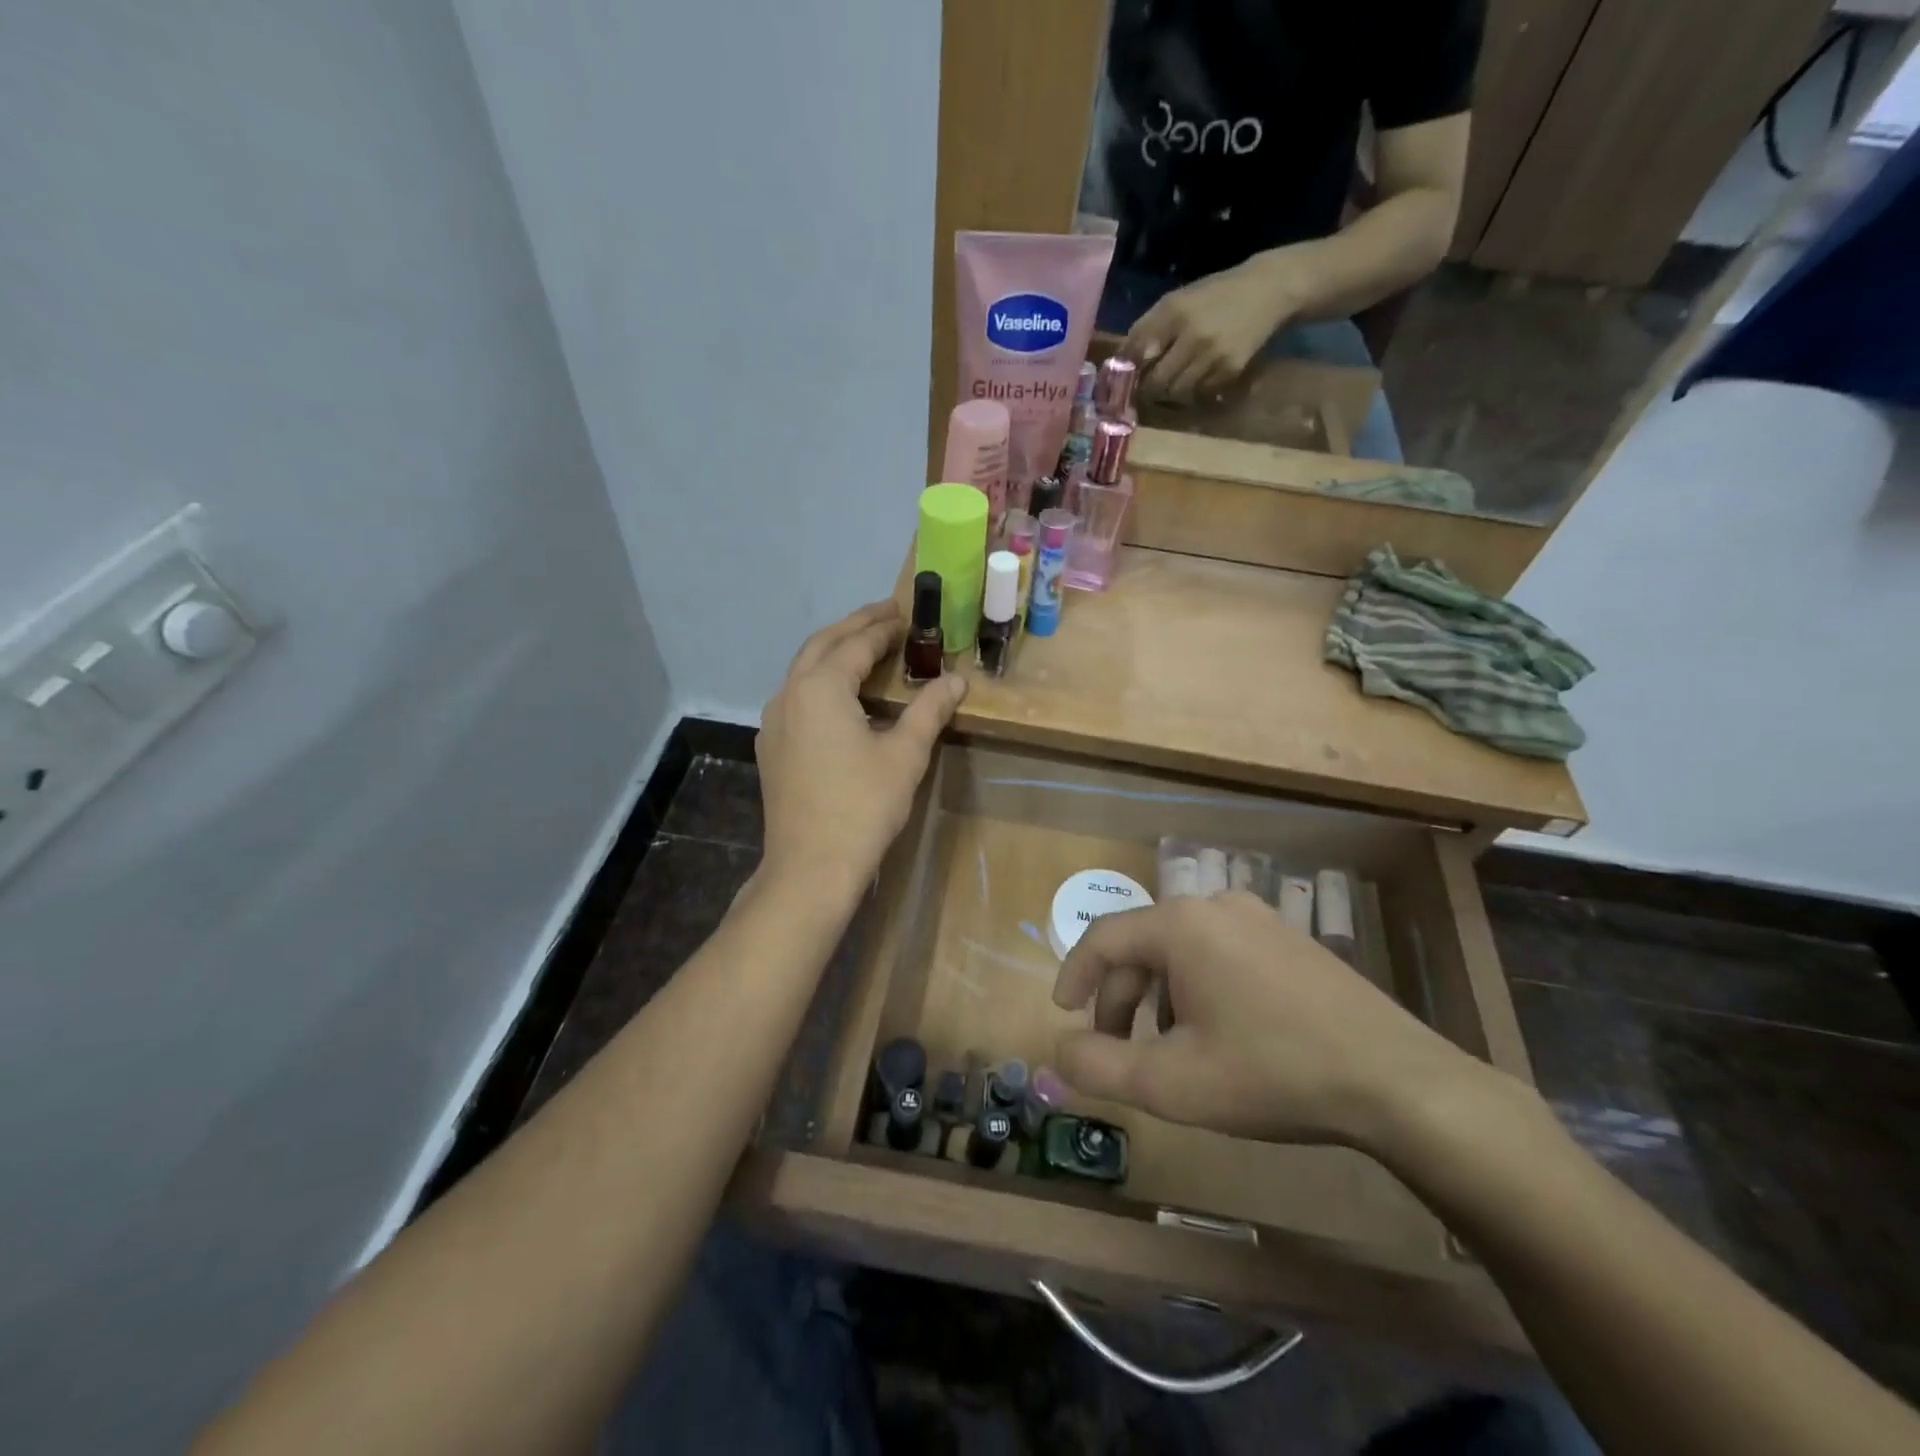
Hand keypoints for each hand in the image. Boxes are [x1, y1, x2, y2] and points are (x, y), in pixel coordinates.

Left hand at [756, 601, 966, 897]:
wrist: (810, 866)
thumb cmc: (863, 806)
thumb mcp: (905, 755)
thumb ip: (930, 710)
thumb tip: (956, 679)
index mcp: (821, 687)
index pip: (856, 644)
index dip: (883, 627)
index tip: (906, 614)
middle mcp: (789, 693)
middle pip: (823, 645)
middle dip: (854, 626)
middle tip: (886, 614)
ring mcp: (774, 721)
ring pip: (804, 669)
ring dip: (834, 651)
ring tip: (864, 646)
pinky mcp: (772, 746)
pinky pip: (796, 696)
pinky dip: (820, 680)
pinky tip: (840, 695)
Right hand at [1051, 892, 1485, 1149]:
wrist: (1396, 1081)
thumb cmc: (1271, 1073)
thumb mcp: (1172, 1083)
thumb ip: (1099, 1067)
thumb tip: (1057, 1055)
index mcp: (1180, 924)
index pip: (1102, 938)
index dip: (1074, 975)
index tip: (1065, 1015)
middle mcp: (1215, 905)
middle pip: (1143, 945)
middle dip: (1120, 999)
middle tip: (1118, 1050)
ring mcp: (1259, 917)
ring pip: (1181, 950)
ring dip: (1158, 996)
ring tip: (1168, 1048)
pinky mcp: (1290, 939)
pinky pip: (1220, 952)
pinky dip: (1197, 987)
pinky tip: (1218, 1034)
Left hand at [1124, 259, 1299, 401]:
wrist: (1269, 290)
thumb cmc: (1215, 296)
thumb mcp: (1178, 300)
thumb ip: (1148, 329)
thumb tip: (1120, 362)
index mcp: (1173, 310)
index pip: (1137, 351)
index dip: (1126, 372)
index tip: (1121, 382)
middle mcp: (1191, 335)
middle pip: (1155, 382)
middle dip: (1148, 389)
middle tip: (1148, 388)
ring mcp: (1212, 355)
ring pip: (1176, 392)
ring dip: (1170, 392)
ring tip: (1174, 380)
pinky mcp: (1230, 370)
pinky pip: (1200, 392)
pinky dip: (1195, 390)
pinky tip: (1200, 376)